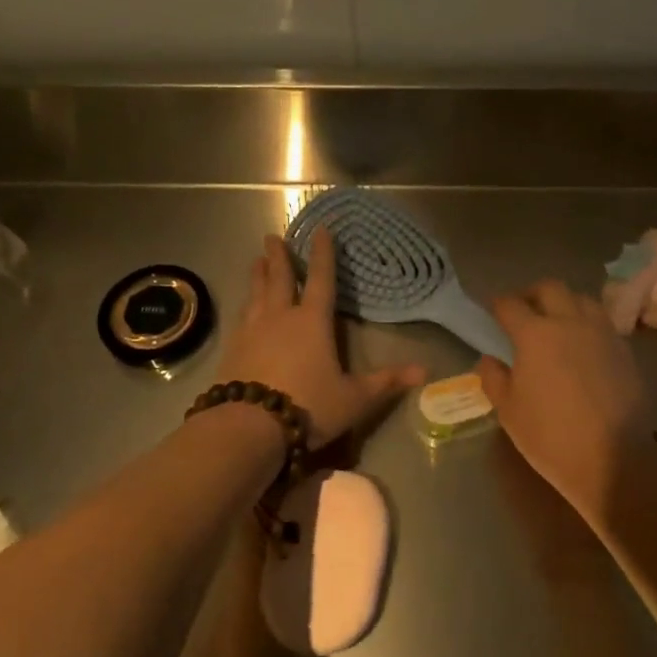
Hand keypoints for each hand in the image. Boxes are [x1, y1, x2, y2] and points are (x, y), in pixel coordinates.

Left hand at [216, 230, 424, 449]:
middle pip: (280, 278)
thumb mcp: (354, 398)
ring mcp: (252, 330)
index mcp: (312, 321)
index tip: (320, 230)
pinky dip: (244, 305)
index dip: (322, 254)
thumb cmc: (308, 406)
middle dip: (278, 256)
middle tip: (272, 236)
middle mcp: (281, 317)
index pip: (320, 279)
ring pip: (256, 294)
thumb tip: (424, 370)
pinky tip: (243, 308)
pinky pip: (240, 317)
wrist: (248, 426)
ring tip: (257, 261)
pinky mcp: (232, 348)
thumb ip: (385, 382)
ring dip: (258, 275)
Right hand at [476, 281, 652, 524]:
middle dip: (532, 294)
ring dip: (564, 303)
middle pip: (550, 288)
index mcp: (535, 334)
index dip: (498, 305)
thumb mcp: (509, 412)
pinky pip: (602, 323)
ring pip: (582, 299)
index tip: (493, 311)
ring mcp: (602, 333)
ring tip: (557, 322)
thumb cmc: (551, 436)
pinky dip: (588, 324)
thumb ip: (494, 379)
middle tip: (523, 310)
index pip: (510, 305)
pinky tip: (583, 346)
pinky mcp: (625, 350)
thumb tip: (489, 359)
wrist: (616, 458)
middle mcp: (569, 322)